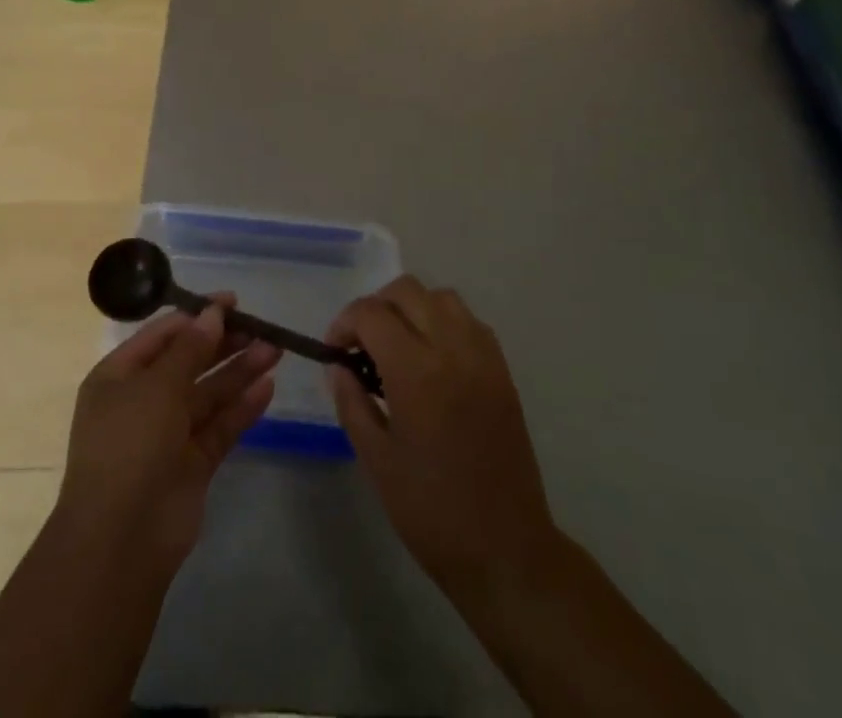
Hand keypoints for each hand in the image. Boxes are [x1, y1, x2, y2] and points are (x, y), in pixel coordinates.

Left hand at [57, 298, 280, 571]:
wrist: (120, 541)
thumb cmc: (129, 445)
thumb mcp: (157, 386)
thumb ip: (189, 348)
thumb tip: (213, 313)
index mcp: (119, 376)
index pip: (163, 335)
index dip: (197, 316)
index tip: (233, 302)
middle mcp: (143, 401)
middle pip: (189, 362)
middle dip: (224, 343)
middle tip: (262, 327)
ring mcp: (168, 434)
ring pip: (209, 393)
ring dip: (239, 371)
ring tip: (275, 350)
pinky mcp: (192, 464)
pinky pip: (220, 426)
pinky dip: (242, 407)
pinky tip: (268, 387)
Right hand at [328, 276, 557, 592]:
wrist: (506, 550)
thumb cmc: (432, 511)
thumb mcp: (377, 460)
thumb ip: (352, 402)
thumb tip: (337, 366)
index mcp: (417, 372)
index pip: (372, 314)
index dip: (345, 323)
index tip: (334, 350)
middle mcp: (452, 349)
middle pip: (407, 291)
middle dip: (376, 307)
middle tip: (361, 345)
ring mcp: (483, 357)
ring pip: (441, 297)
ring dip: (412, 308)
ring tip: (397, 346)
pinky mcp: (502, 370)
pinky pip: (468, 321)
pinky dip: (443, 322)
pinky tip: (432, 358)